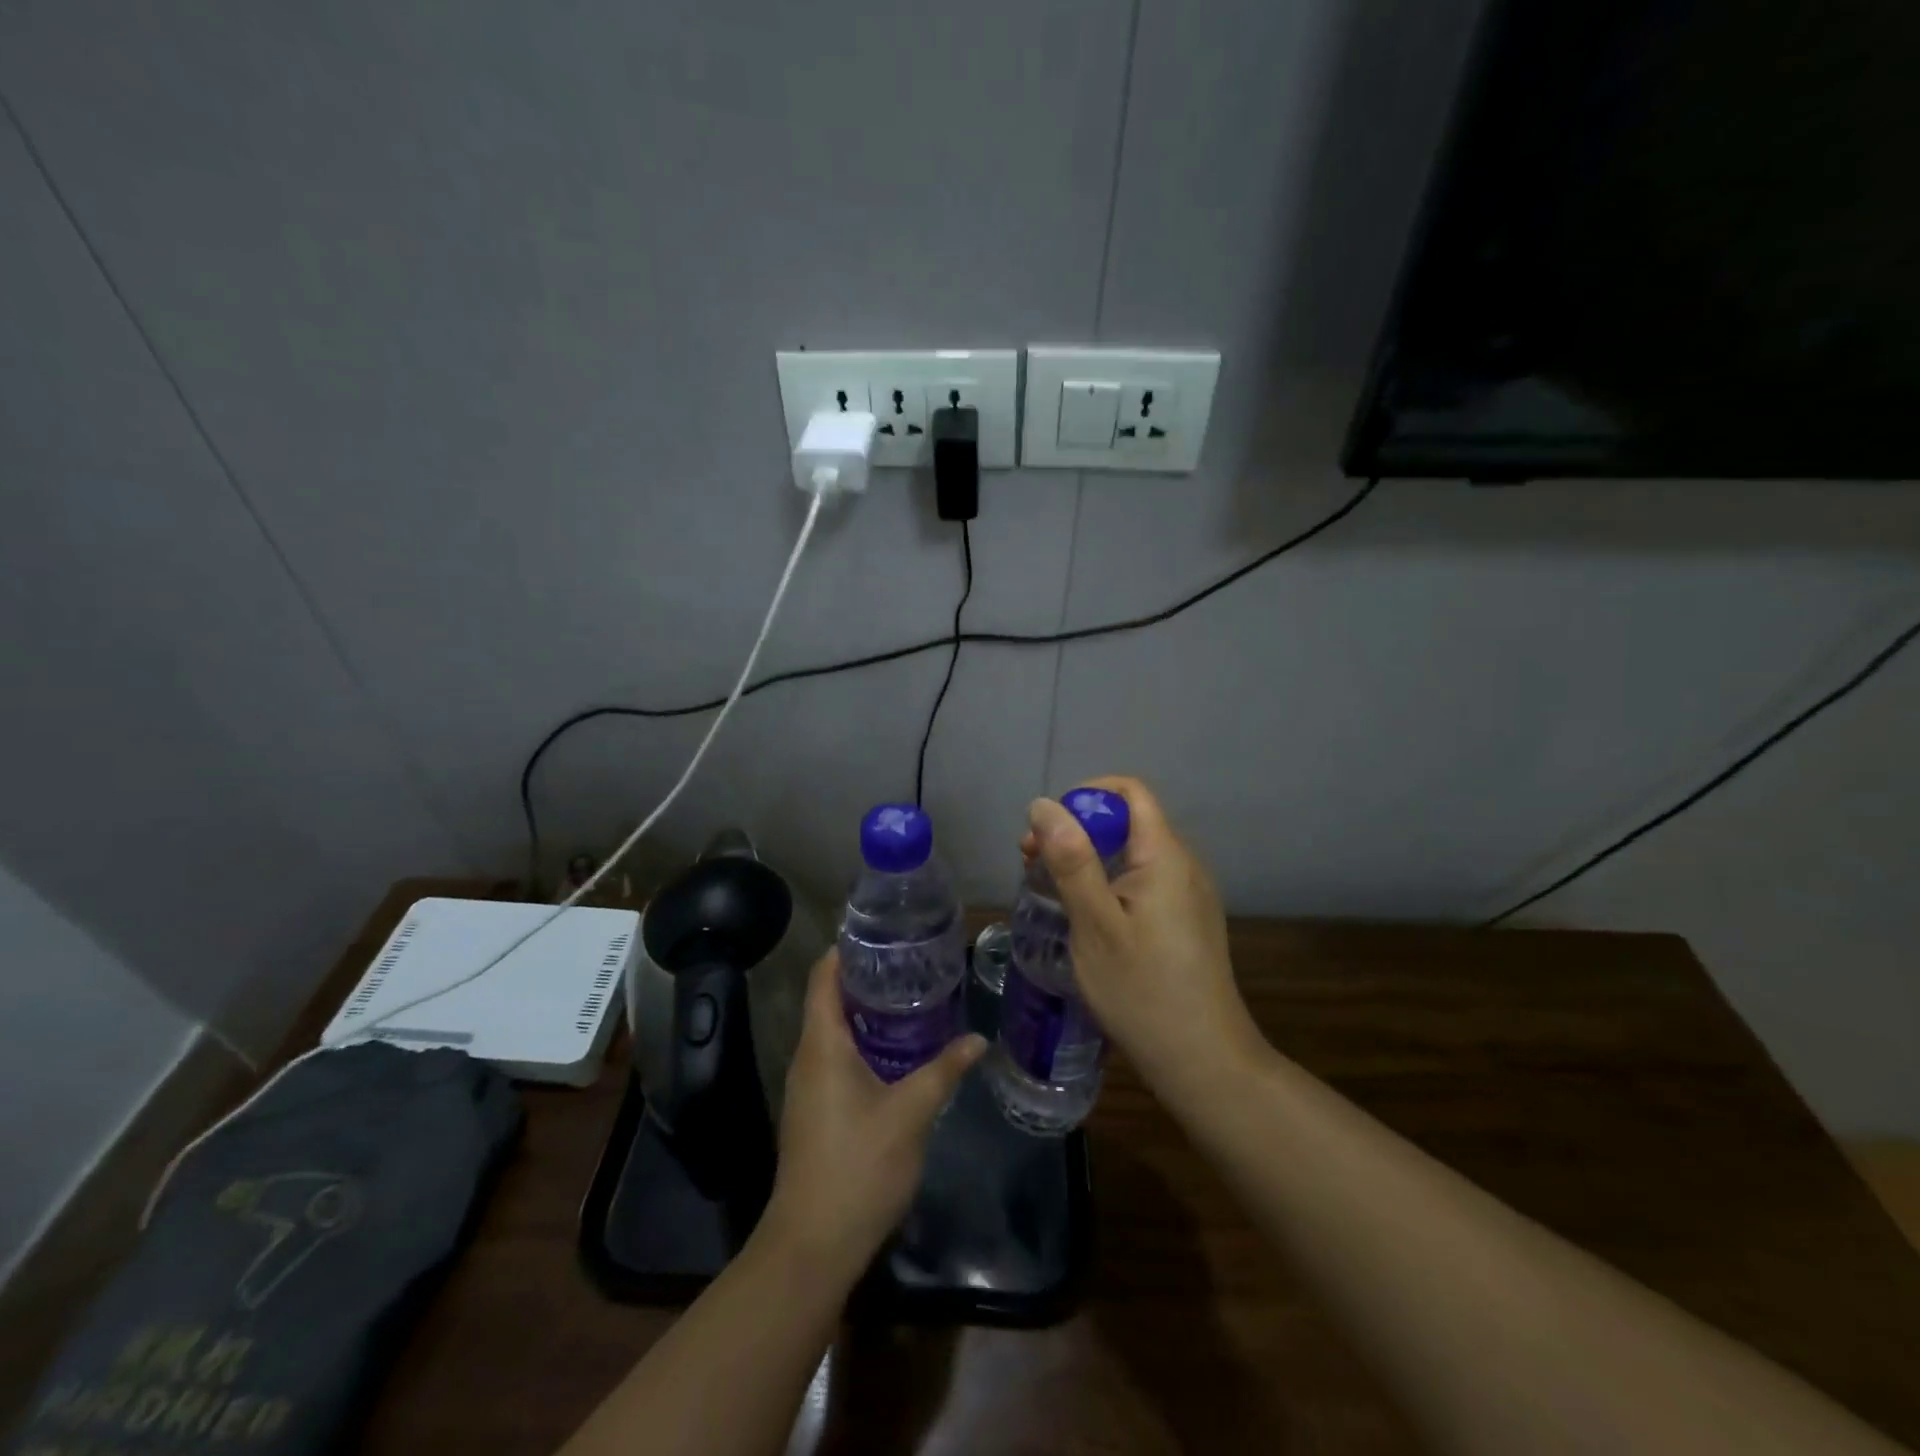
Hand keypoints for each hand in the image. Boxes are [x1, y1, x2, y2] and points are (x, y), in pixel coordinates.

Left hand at [759, 949, 985, 1278]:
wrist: (812, 1245)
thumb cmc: (858, 1166)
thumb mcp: (910, 1113)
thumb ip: (943, 1071)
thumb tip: (977, 1039)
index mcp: (822, 1044)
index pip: (823, 976)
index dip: (845, 949)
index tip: (881, 932)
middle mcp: (807, 1057)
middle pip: (829, 999)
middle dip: (865, 977)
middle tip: (910, 961)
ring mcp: (808, 1086)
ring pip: (833, 1031)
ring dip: (866, 1011)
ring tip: (910, 996)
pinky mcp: (815, 1110)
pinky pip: (835, 1057)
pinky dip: (863, 1041)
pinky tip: (896, 1050)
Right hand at [1024, 776, 1263, 1105]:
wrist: (1204, 1062)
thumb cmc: (1143, 991)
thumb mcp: (1095, 924)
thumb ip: (1071, 860)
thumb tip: (1044, 805)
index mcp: (1165, 856)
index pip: (1129, 792)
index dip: (1084, 797)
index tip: (1046, 830)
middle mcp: (1183, 865)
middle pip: (1128, 821)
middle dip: (1078, 830)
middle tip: (1032, 864)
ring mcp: (1188, 894)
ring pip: (1132, 853)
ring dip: (1089, 858)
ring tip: (1051, 892)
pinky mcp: (1186, 920)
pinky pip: (1143, 881)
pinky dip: (1108, 883)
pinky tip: (1086, 917)